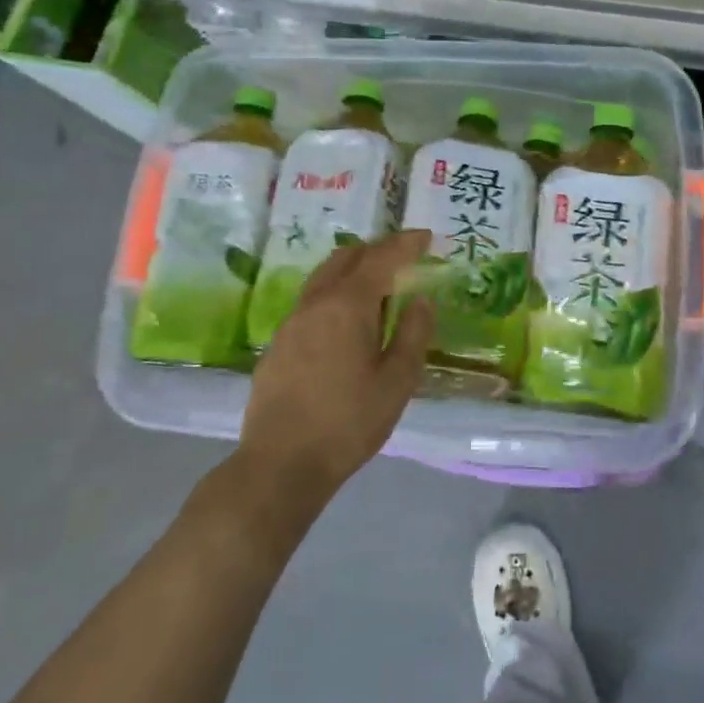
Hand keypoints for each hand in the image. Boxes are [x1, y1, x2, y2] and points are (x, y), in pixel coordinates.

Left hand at [238, 230, 435, 506]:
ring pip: (324, 277)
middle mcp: (316, 302)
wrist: (280, 464)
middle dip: (377, 250)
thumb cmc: (348, 423)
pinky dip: (335, 295)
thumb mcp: (396, 382)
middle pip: (346, 257)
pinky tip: (346, 325)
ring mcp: (291, 322)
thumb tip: (421, 300)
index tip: (426, 238)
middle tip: (403, 260)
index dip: (406, 243)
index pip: (381, 257)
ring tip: (377, 290)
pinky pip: (311, 302)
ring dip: (352, 271)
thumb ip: (413, 334)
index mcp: (348, 305)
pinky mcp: (277, 343)